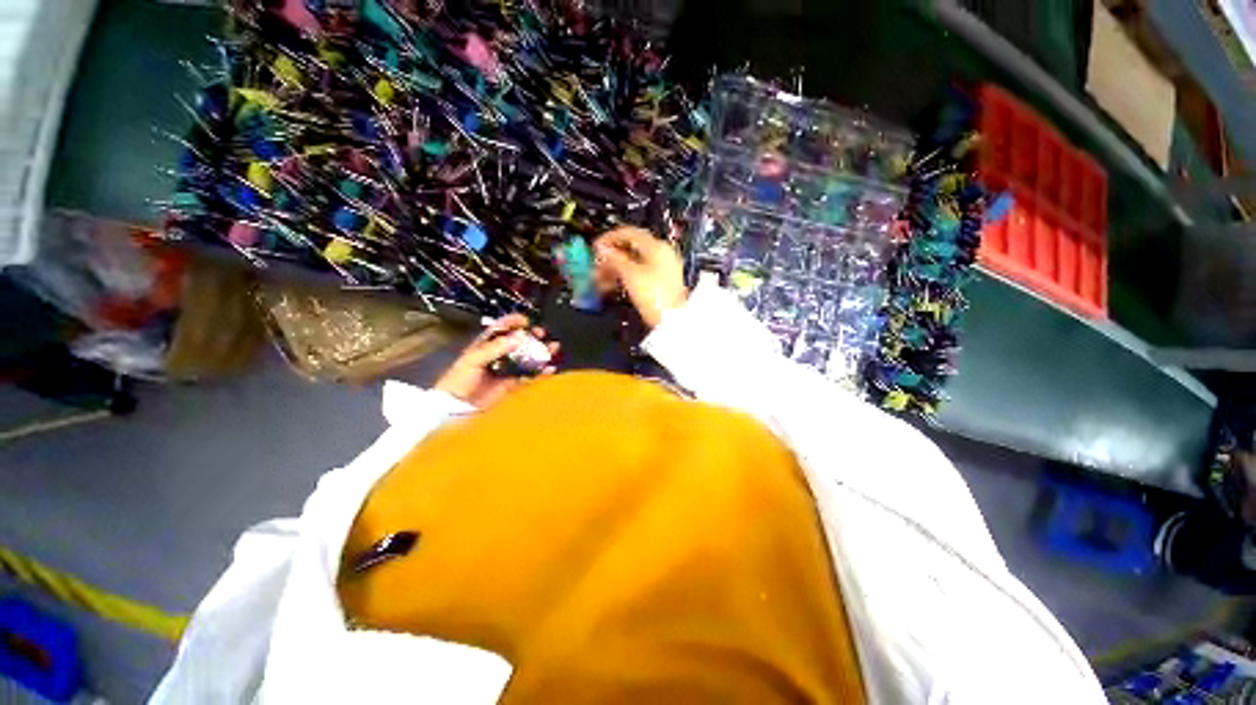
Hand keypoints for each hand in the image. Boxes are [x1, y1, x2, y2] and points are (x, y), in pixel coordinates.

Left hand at [434, 314, 558, 408]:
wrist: (458, 406)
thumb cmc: (459, 379)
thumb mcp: (475, 358)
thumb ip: (496, 347)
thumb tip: (519, 337)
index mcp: (487, 344)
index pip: (502, 327)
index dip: (514, 322)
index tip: (526, 321)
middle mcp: (499, 354)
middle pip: (520, 341)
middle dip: (532, 335)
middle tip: (541, 333)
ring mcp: (508, 368)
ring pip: (528, 357)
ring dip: (541, 352)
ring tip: (553, 347)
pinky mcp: (513, 383)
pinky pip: (530, 375)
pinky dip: (541, 372)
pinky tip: (550, 369)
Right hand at [593, 227, 686, 327]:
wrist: (672, 320)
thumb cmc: (653, 295)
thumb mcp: (630, 275)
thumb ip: (614, 259)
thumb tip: (601, 248)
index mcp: (656, 246)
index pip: (629, 233)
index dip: (609, 238)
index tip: (594, 247)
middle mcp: (661, 254)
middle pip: (630, 249)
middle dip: (610, 258)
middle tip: (594, 267)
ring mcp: (661, 269)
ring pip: (633, 263)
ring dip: (614, 269)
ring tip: (598, 281)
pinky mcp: (660, 283)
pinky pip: (638, 274)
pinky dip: (624, 277)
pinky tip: (610, 287)